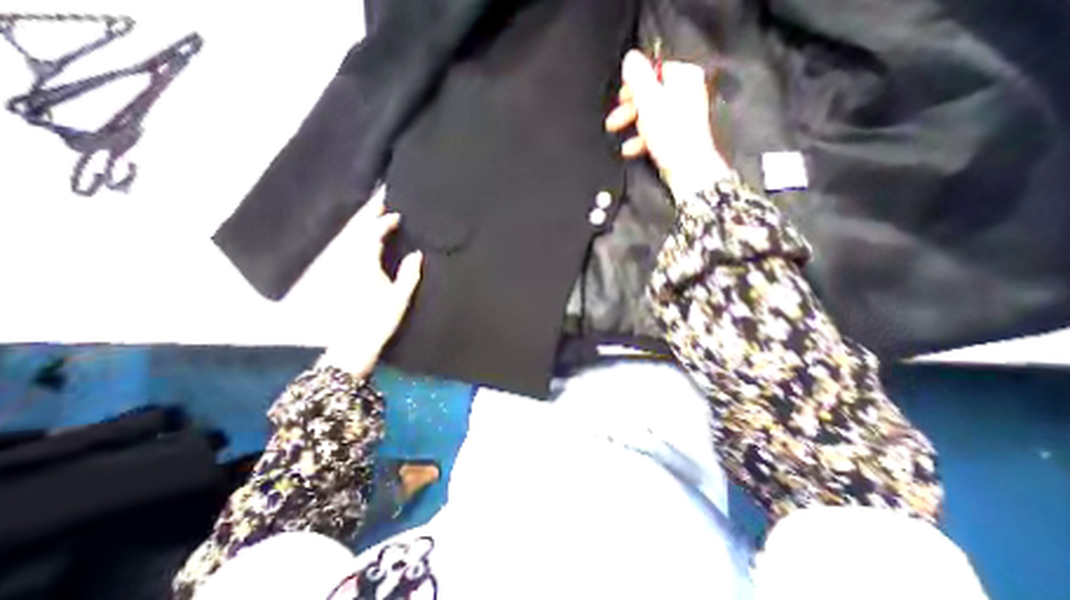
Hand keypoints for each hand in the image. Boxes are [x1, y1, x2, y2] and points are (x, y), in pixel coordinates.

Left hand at [318, 194, 422, 376]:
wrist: (355, 340)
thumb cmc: (379, 319)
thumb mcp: (399, 297)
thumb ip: (409, 274)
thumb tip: (416, 253)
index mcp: (365, 265)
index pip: (371, 235)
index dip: (384, 223)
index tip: (398, 216)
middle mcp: (350, 262)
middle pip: (356, 231)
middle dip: (368, 215)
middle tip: (380, 201)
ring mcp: (344, 268)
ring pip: (351, 238)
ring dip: (363, 224)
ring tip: (375, 214)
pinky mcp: (344, 276)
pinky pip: (351, 248)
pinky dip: (360, 237)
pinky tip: (367, 238)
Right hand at [604, 49, 732, 196]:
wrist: (686, 168)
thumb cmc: (670, 133)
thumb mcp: (649, 101)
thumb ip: (638, 78)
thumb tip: (630, 59)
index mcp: (684, 77)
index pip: (654, 71)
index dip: (634, 85)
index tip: (620, 99)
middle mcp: (686, 93)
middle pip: (650, 95)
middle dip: (629, 110)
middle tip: (613, 121)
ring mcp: (681, 115)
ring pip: (650, 115)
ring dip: (632, 127)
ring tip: (620, 138)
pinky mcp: (676, 135)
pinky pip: (655, 131)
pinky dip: (641, 139)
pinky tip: (630, 149)